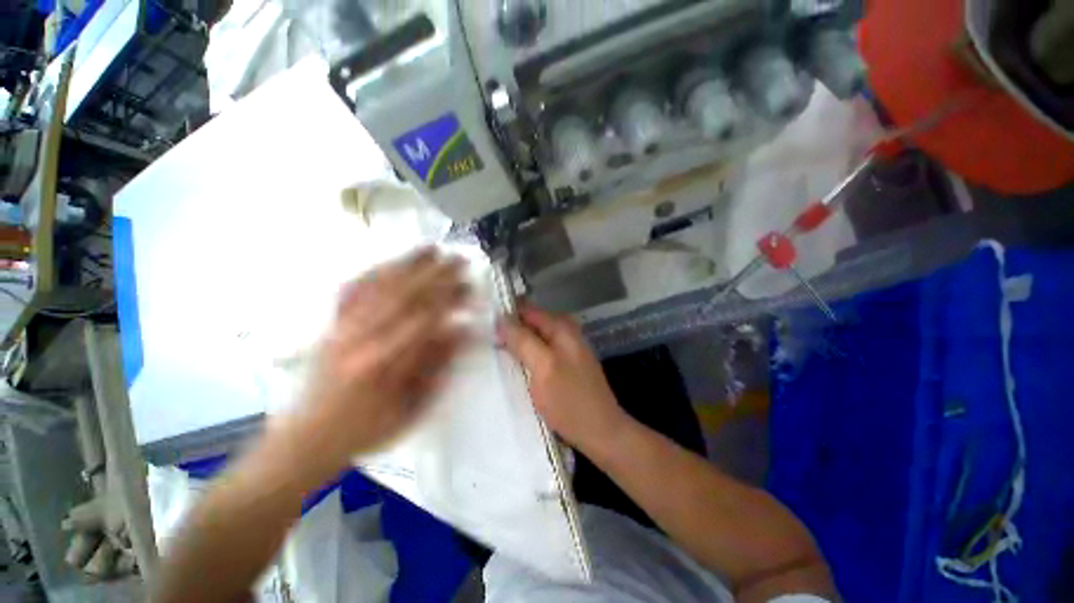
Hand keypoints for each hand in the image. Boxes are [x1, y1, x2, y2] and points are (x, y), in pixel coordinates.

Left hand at [294, 247, 470, 467]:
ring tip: (431, 249)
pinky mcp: (332, 324)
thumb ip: (438, 366)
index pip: (425, 320)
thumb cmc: (367, 429)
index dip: (450, 300)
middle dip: (436, 274)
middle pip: (404, 295)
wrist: (308, 437)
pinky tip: (391, 263)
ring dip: (408, 264)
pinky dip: (375, 271)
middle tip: (460, 259)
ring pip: (379, 286)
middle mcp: (361, 339)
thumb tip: (462, 330)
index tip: (471, 288)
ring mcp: (342, 328)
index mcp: (383, 364)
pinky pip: (353, 289)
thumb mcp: (413, 407)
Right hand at [497, 306, 630, 454]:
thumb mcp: (543, 366)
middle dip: (511, 331)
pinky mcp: (565, 363)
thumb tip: (501, 318)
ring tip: (497, 355)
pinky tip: (516, 367)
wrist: (600, 432)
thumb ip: (522, 340)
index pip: (527, 310)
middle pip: (531, 323)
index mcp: (561, 327)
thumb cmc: (569, 400)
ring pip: (534, 338)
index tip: (485, 329)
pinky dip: (527, 356)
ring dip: (517, 344)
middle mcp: (565, 331)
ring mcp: (567, 348)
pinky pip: (541, 351)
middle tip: (487, 344)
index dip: (506, 316)